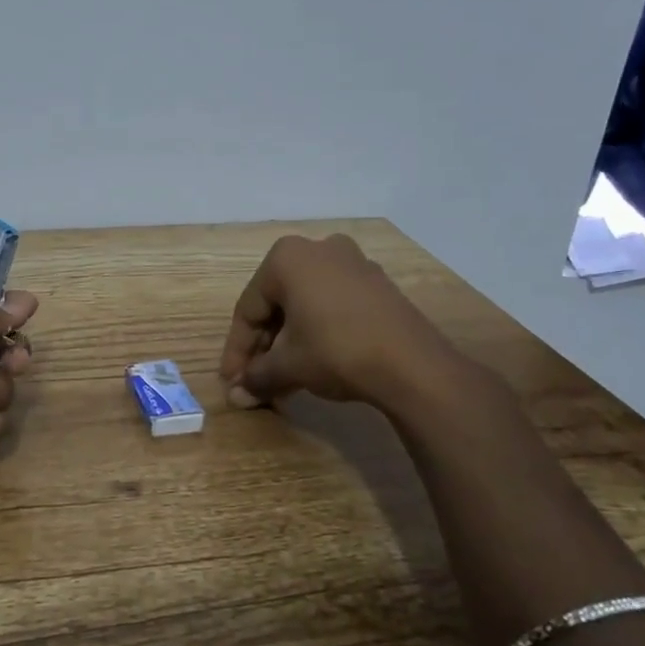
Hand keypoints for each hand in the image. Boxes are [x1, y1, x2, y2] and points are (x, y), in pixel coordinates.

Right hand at [219, 234, 463, 408]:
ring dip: (289, 343)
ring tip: (282, 380)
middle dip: (264, 347)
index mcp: (286, 257)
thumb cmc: (336, 351)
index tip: (231, 381)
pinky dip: (316, 332)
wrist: (413, 364)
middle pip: (277, 304)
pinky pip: (332, 305)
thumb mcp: (288, 365)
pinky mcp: (376, 284)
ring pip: (305, 306)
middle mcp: (317, 249)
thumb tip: (237, 396)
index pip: (248, 309)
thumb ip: (257, 376)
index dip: (237, 350)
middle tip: (255, 382)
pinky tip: (312, 363)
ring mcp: (352, 263)